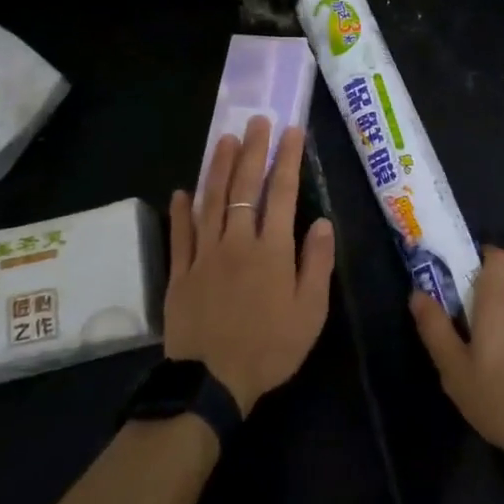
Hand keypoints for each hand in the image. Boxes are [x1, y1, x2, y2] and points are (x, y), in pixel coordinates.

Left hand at [166, 117, 335, 414]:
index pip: (282, 193)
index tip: (291, 131)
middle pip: (244, 187)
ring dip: (217, 167)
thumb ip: (316, 264)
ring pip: (210, 200)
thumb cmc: (270, 348)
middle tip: (256, 120)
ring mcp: (204, 254)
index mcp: (271, 250)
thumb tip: (322, 221)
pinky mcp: (180, 272)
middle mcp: (237, 242)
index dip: (287, 159)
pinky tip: (182, 190)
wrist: (212, 383)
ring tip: (224, 138)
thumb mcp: (310, 312)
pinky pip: (180, 234)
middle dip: (252, 150)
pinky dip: (181, 210)